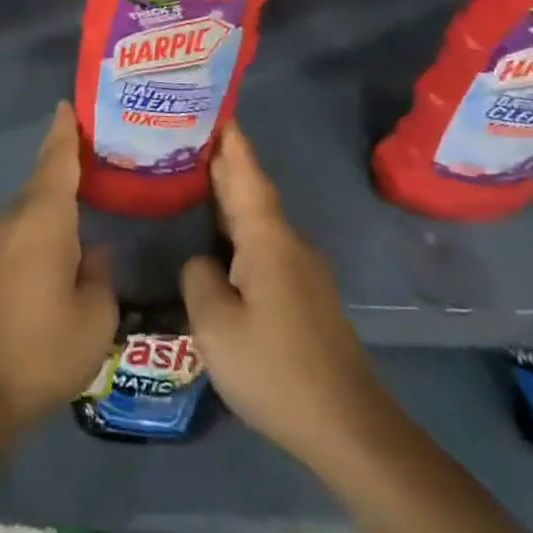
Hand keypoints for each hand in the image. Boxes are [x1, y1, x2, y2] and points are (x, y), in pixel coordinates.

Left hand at [0, 104, 118, 430]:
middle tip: (99, 141)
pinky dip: (47, 210)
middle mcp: (17, 215)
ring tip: (90, 180)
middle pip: (44, 172)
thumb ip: (100, 273)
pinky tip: (66, 225)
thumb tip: (95, 250)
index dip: (66, 130)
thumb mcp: (95, 316)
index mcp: (44, 217)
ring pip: (34, 197)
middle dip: (66, 154)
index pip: (57, 159)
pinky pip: (26, 218)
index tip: (71, 103)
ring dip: (57, 185)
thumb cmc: (43, 346)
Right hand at [181, 125, 382, 462]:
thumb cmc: (277, 369)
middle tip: (181, 133)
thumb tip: (203, 262)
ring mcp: (300, 269)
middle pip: (250, 188)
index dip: (228, 138)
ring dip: (227, 194)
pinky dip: (236, 226)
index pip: (244, 172)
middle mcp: (288, 242)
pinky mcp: (303, 294)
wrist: (350, 430)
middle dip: (221, 159)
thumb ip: (198, 278)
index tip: (211, 102)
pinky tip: (215, 238)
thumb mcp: (216, 325)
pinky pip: (262, 243)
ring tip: (188, 177)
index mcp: (267, 238)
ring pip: (256, 217)